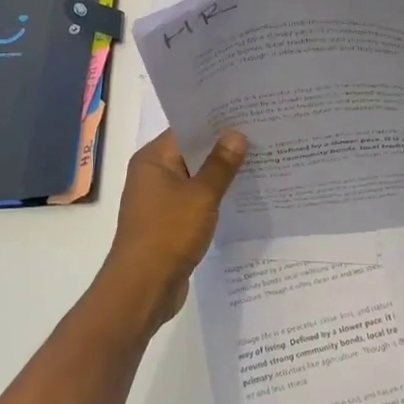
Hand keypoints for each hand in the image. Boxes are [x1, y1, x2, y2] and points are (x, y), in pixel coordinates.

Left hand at [101, 128, 248, 331]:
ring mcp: (159, 200)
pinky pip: (194, 201)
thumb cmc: (168, 233)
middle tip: (260, 136)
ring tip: (258, 162)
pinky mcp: (168, 223)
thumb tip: (237, 134)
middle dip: (223, 147)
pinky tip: (241, 196)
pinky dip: (213, 198)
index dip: (216, 122)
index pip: (186, 128)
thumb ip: (221, 165)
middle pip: (191, 152)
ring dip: (220, 175)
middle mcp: (152, 174)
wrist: (142, 288)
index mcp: (153, 159)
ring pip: (194, 178)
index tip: (247, 114)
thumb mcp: (201, 196)